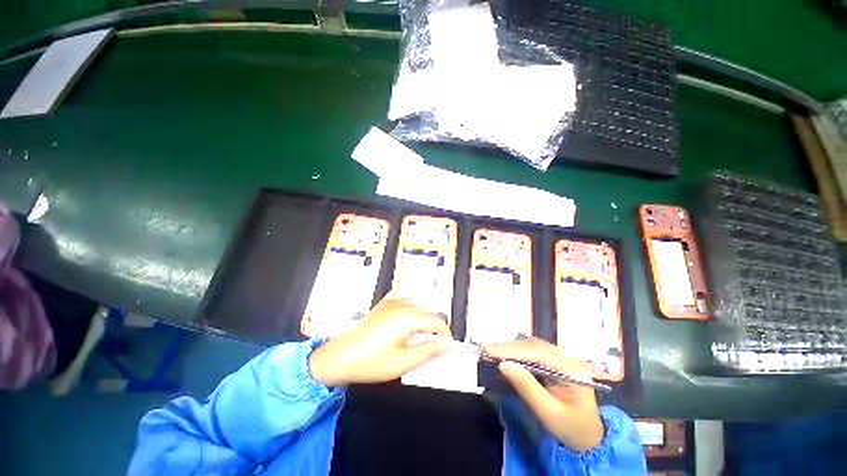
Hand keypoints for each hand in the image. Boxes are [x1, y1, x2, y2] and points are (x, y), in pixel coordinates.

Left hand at [309, 296, 451, 386]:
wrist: (341, 356)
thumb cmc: (369, 361)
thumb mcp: (402, 362)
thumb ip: (428, 352)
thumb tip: (445, 346)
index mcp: (408, 319)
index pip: (437, 321)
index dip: (445, 334)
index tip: (447, 345)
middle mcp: (401, 306)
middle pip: (429, 312)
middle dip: (435, 327)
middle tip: (433, 346)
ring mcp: (391, 303)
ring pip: (418, 305)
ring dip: (424, 318)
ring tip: (421, 335)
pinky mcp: (384, 304)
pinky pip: (404, 299)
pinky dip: (411, 307)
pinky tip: (408, 318)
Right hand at [483, 338, 603, 450]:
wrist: (588, 436)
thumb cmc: (571, 428)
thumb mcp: (548, 413)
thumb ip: (527, 387)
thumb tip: (503, 364)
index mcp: (573, 370)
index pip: (538, 353)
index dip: (512, 350)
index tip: (489, 349)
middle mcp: (568, 358)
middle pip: (534, 346)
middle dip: (509, 347)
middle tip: (486, 348)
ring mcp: (563, 358)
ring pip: (532, 346)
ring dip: (512, 348)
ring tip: (492, 351)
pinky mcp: (556, 361)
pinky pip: (534, 352)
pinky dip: (517, 352)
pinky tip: (506, 355)